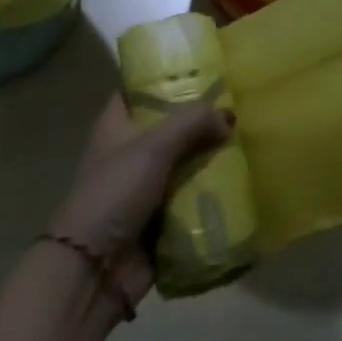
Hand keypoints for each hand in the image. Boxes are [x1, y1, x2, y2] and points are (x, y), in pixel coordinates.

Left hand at [46, 97, 231, 304]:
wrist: (92, 273)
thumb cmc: (114, 192)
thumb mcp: (153, 146)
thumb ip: (192, 123)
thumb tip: (229, 115)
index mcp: (117, 124)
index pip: (142, 88)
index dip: (168, 77)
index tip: (205, 67)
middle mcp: (131, 151)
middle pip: (171, 127)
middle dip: (201, 122)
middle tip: (239, 106)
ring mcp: (145, 189)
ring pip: (185, 165)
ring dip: (210, 160)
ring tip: (249, 143)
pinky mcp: (160, 222)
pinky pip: (191, 202)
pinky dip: (211, 197)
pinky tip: (243, 183)